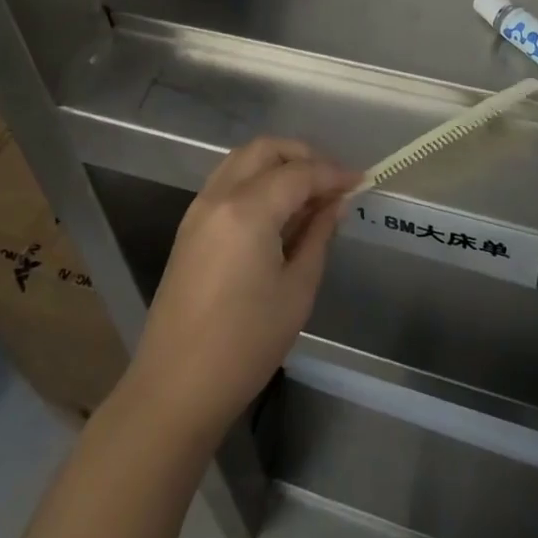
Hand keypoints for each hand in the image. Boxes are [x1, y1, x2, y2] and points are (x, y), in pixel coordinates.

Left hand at [125, 137, 359, 444]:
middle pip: (265, 150)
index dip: (334, 173)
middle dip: (303, 155)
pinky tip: (278, 209)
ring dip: (278, 163)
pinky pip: (228, 182)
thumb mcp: (297, 290)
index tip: (362, 180)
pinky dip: (256, 180)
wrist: (176, 387)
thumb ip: (318, 236)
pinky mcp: (190, 227)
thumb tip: (336, 203)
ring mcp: (199, 209)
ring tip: (309, 193)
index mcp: (248, 210)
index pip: (299, 173)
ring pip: (242, 160)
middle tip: (333, 181)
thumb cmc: (245, 345)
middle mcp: (219, 196)